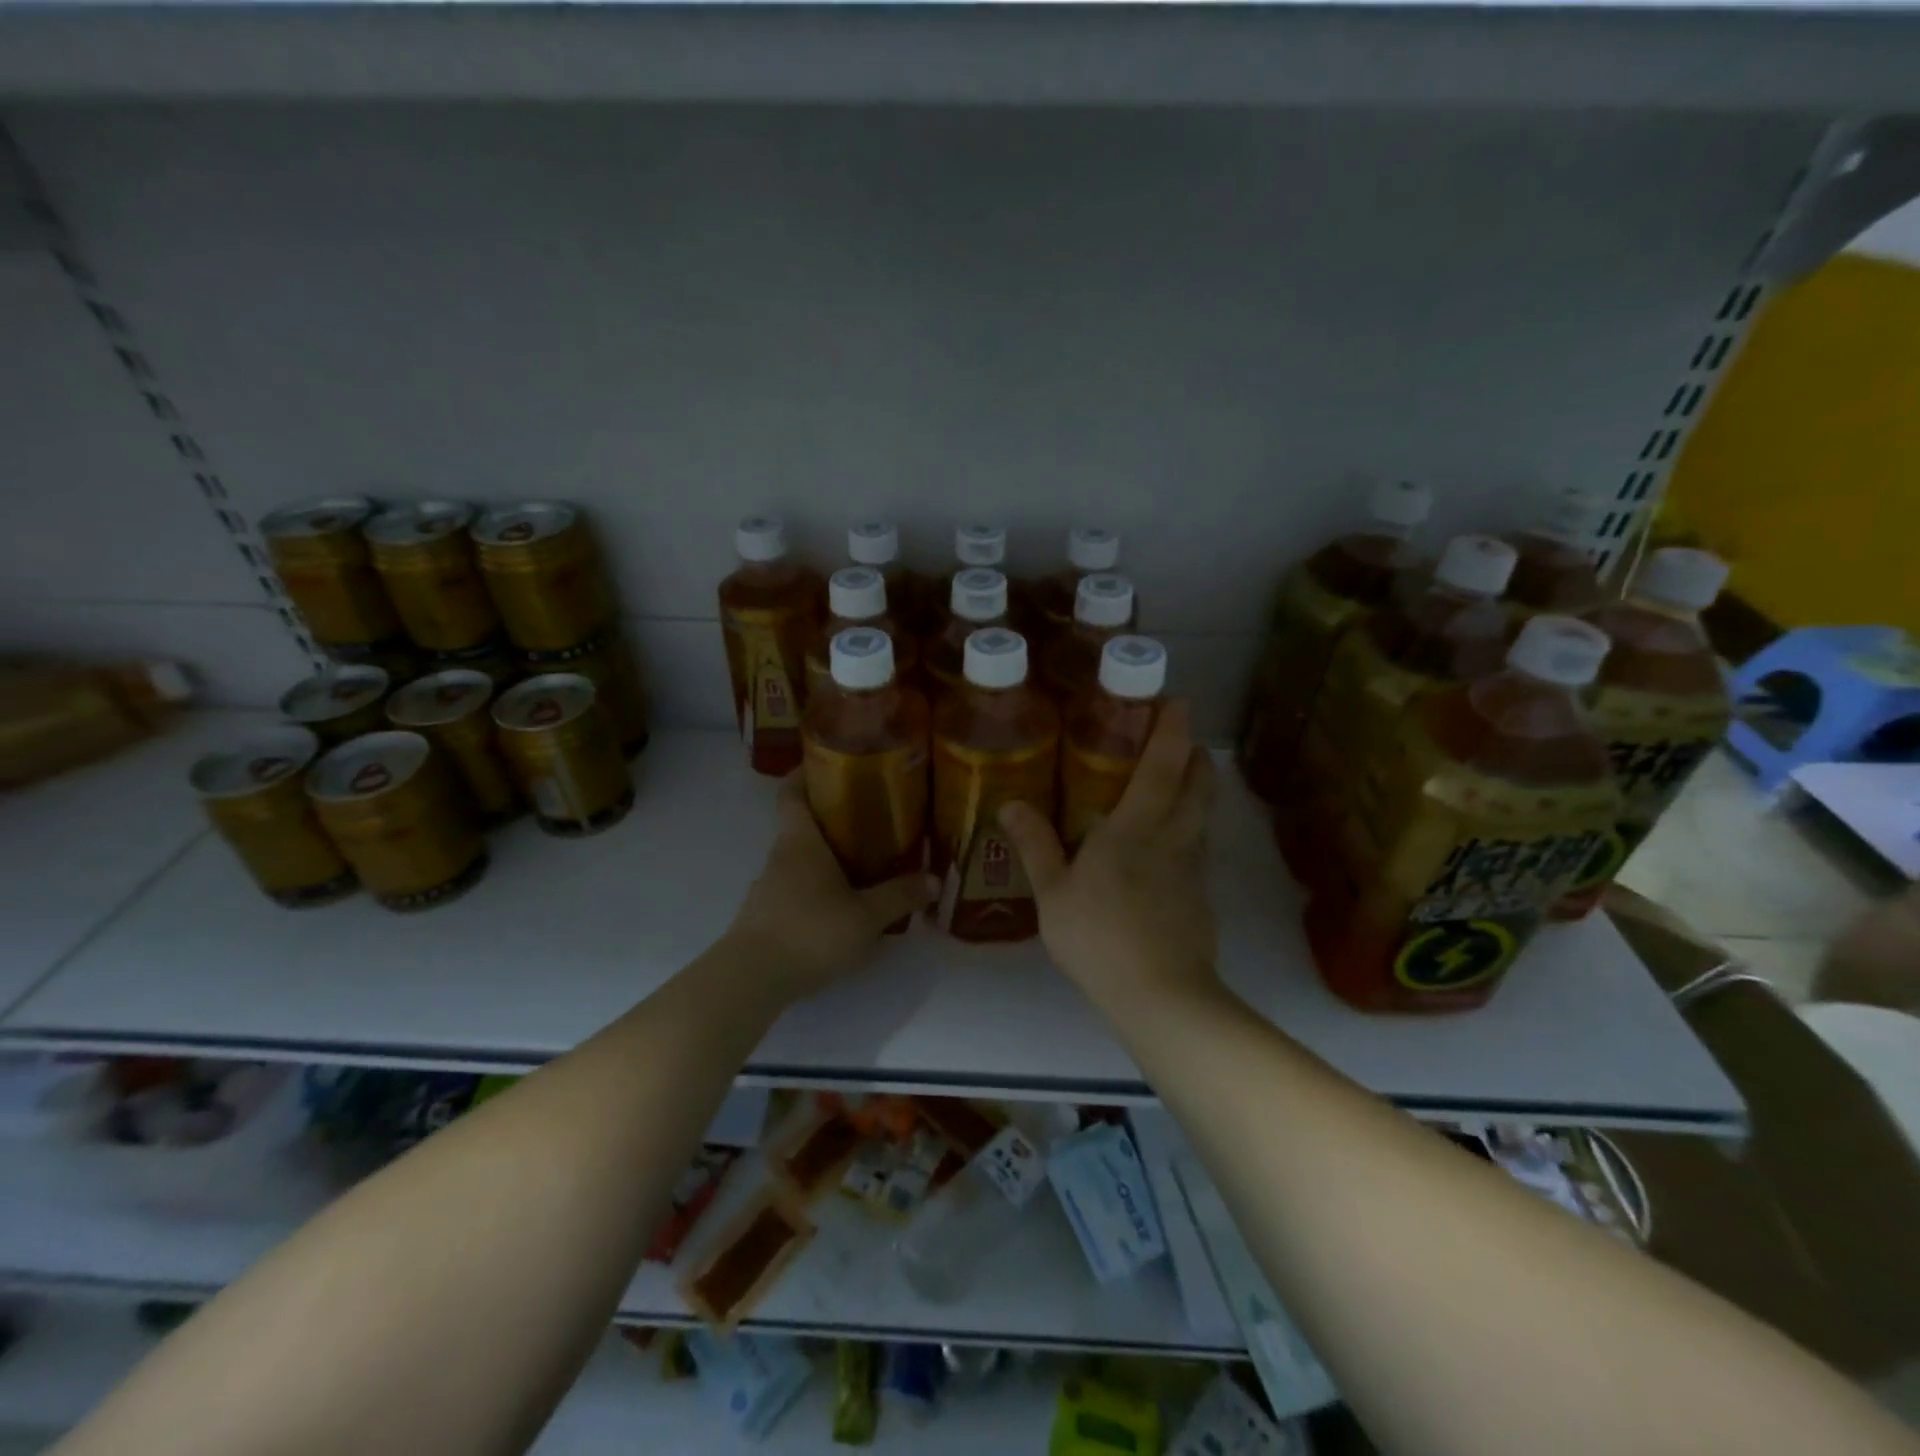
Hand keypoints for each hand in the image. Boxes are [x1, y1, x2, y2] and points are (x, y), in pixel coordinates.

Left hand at [723, 777, 936, 1003]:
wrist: (752, 979)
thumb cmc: (811, 930)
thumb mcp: (866, 915)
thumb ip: (899, 896)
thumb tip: (933, 879)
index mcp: (800, 840)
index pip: (791, 792)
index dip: (804, 774)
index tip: (827, 765)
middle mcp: (780, 856)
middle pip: (800, 825)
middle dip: (831, 820)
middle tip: (870, 821)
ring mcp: (768, 887)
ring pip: (798, 860)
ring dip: (825, 858)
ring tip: (862, 866)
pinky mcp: (765, 916)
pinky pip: (794, 890)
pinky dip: (815, 889)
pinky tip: (839, 907)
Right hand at [999, 700, 1219, 1011]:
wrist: (1161, 996)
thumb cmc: (1100, 936)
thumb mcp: (1053, 893)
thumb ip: (1035, 845)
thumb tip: (1010, 804)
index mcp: (1138, 826)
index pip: (1164, 763)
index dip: (1173, 728)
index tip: (1177, 701)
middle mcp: (1174, 836)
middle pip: (1198, 782)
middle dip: (1193, 753)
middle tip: (1178, 738)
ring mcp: (1194, 868)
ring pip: (1203, 814)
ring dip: (1196, 789)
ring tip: (1173, 783)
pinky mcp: (1201, 896)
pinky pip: (1198, 847)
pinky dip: (1189, 828)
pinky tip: (1165, 848)